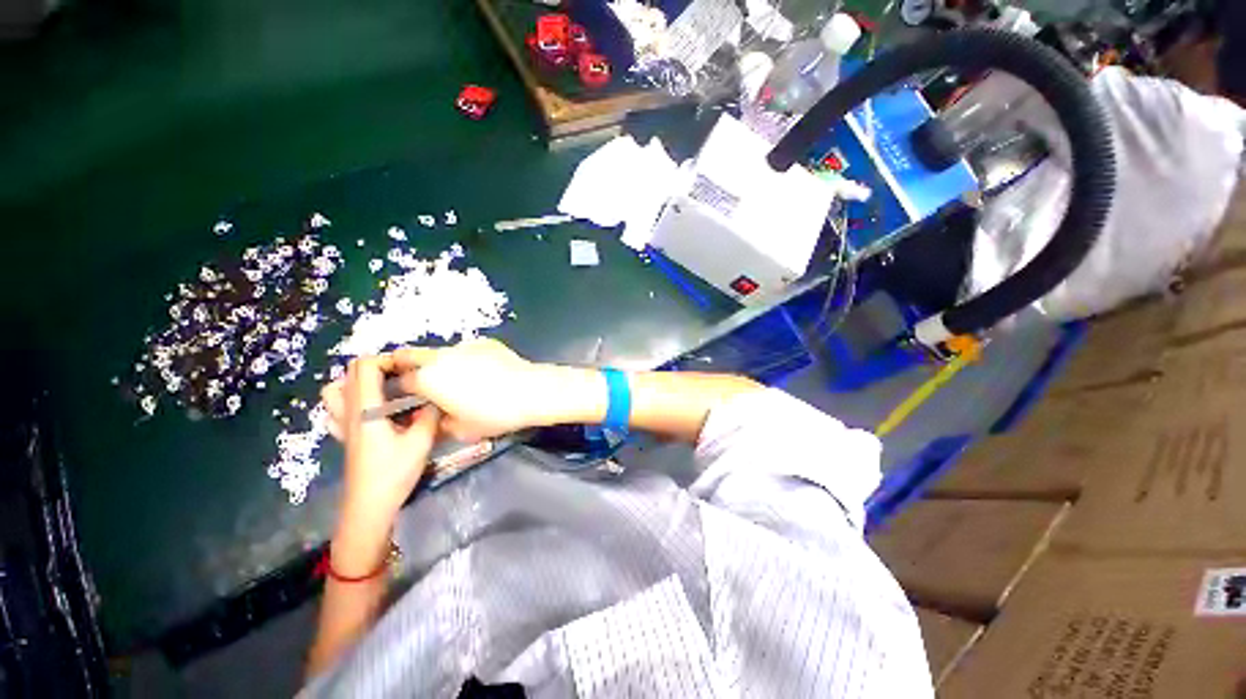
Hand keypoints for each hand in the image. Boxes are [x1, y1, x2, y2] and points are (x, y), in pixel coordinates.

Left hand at [320, 354, 440, 525]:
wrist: (369, 506)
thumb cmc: (393, 473)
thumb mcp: (420, 441)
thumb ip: (429, 414)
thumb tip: (437, 397)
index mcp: (366, 408)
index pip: (365, 366)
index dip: (388, 360)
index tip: (412, 369)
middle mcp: (349, 411)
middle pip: (351, 371)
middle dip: (379, 365)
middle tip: (406, 375)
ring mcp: (343, 424)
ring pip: (337, 389)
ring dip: (360, 380)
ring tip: (386, 387)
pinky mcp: (346, 436)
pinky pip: (337, 409)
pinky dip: (350, 400)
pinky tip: (371, 409)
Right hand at [390, 339, 550, 441]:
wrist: (531, 391)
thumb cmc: (494, 414)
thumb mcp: (462, 430)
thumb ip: (441, 423)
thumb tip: (438, 418)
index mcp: (428, 379)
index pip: (402, 381)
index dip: (400, 389)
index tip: (406, 396)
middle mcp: (441, 357)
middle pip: (411, 355)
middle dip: (406, 365)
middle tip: (418, 378)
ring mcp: (465, 346)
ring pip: (443, 353)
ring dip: (443, 364)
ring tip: (463, 380)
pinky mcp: (486, 342)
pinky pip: (469, 351)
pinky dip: (469, 359)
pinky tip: (486, 372)